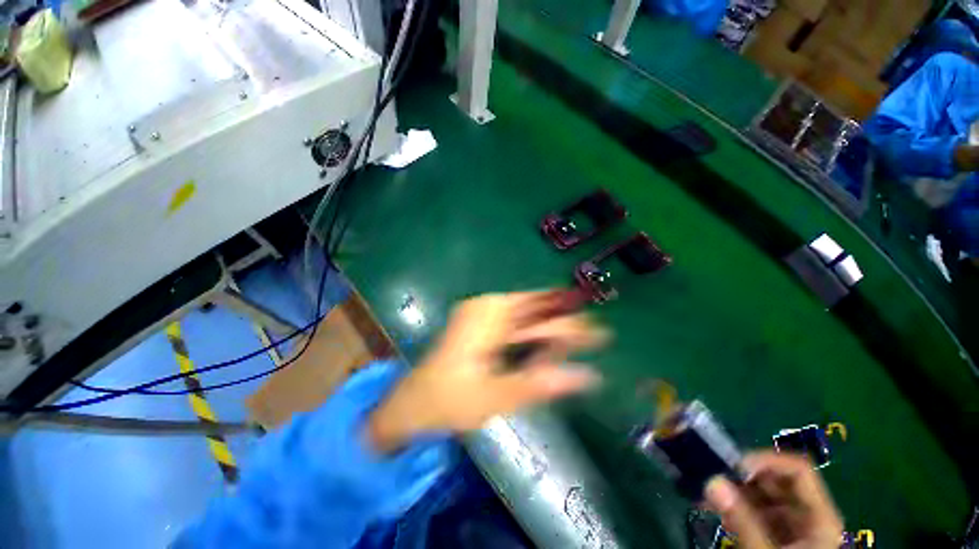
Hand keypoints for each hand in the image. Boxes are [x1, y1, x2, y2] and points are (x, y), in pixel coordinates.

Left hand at [368, 291, 606, 451]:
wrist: (412, 404)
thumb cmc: (449, 400)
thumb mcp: (496, 395)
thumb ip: (541, 384)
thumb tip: (589, 376)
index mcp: (489, 314)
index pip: (540, 311)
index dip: (570, 322)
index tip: (598, 334)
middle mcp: (487, 306)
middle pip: (534, 311)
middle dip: (563, 325)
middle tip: (595, 337)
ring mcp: (482, 315)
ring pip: (525, 318)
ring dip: (548, 332)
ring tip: (576, 344)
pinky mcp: (480, 326)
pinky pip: (514, 326)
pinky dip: (531, 338)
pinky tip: (546, 350)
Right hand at [705, 452, 843, 548]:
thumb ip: (743, 522)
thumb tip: (712, 481)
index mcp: (819, 518)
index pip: (798, 471)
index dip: (767, 461)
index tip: (732, 465)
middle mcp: (807, 515)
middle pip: (776, 481)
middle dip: (741, 476)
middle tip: (710, 475)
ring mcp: (792, 525)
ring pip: (762, 494)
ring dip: (733, 490)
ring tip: (705, 494)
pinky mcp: (775, 534)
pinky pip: (754, 510)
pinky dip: (733, 505)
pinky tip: (712, 508)